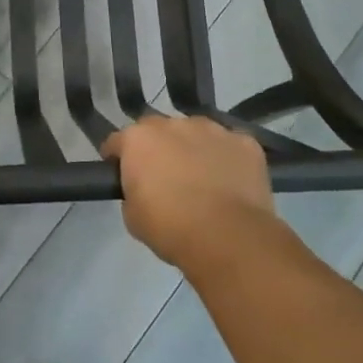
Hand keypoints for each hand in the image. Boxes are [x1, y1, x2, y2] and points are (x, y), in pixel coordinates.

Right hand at [101, 117, 276, 269]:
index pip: (118, 141)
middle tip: (163, 177)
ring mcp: (213, 129)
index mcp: (139, 139)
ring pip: (196, 133)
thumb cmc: (170, 228)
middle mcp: (174, 124)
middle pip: (158, 131)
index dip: (117, 158)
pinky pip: (230, 145)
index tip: (121, 174)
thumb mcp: (132, 216)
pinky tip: (231, 182)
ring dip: (193, 148)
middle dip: (157, 148)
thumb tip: (144, 188)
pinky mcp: (245, 142)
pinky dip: (227, 158)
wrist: (228, 238)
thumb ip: (132, 191)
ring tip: (202, 179)